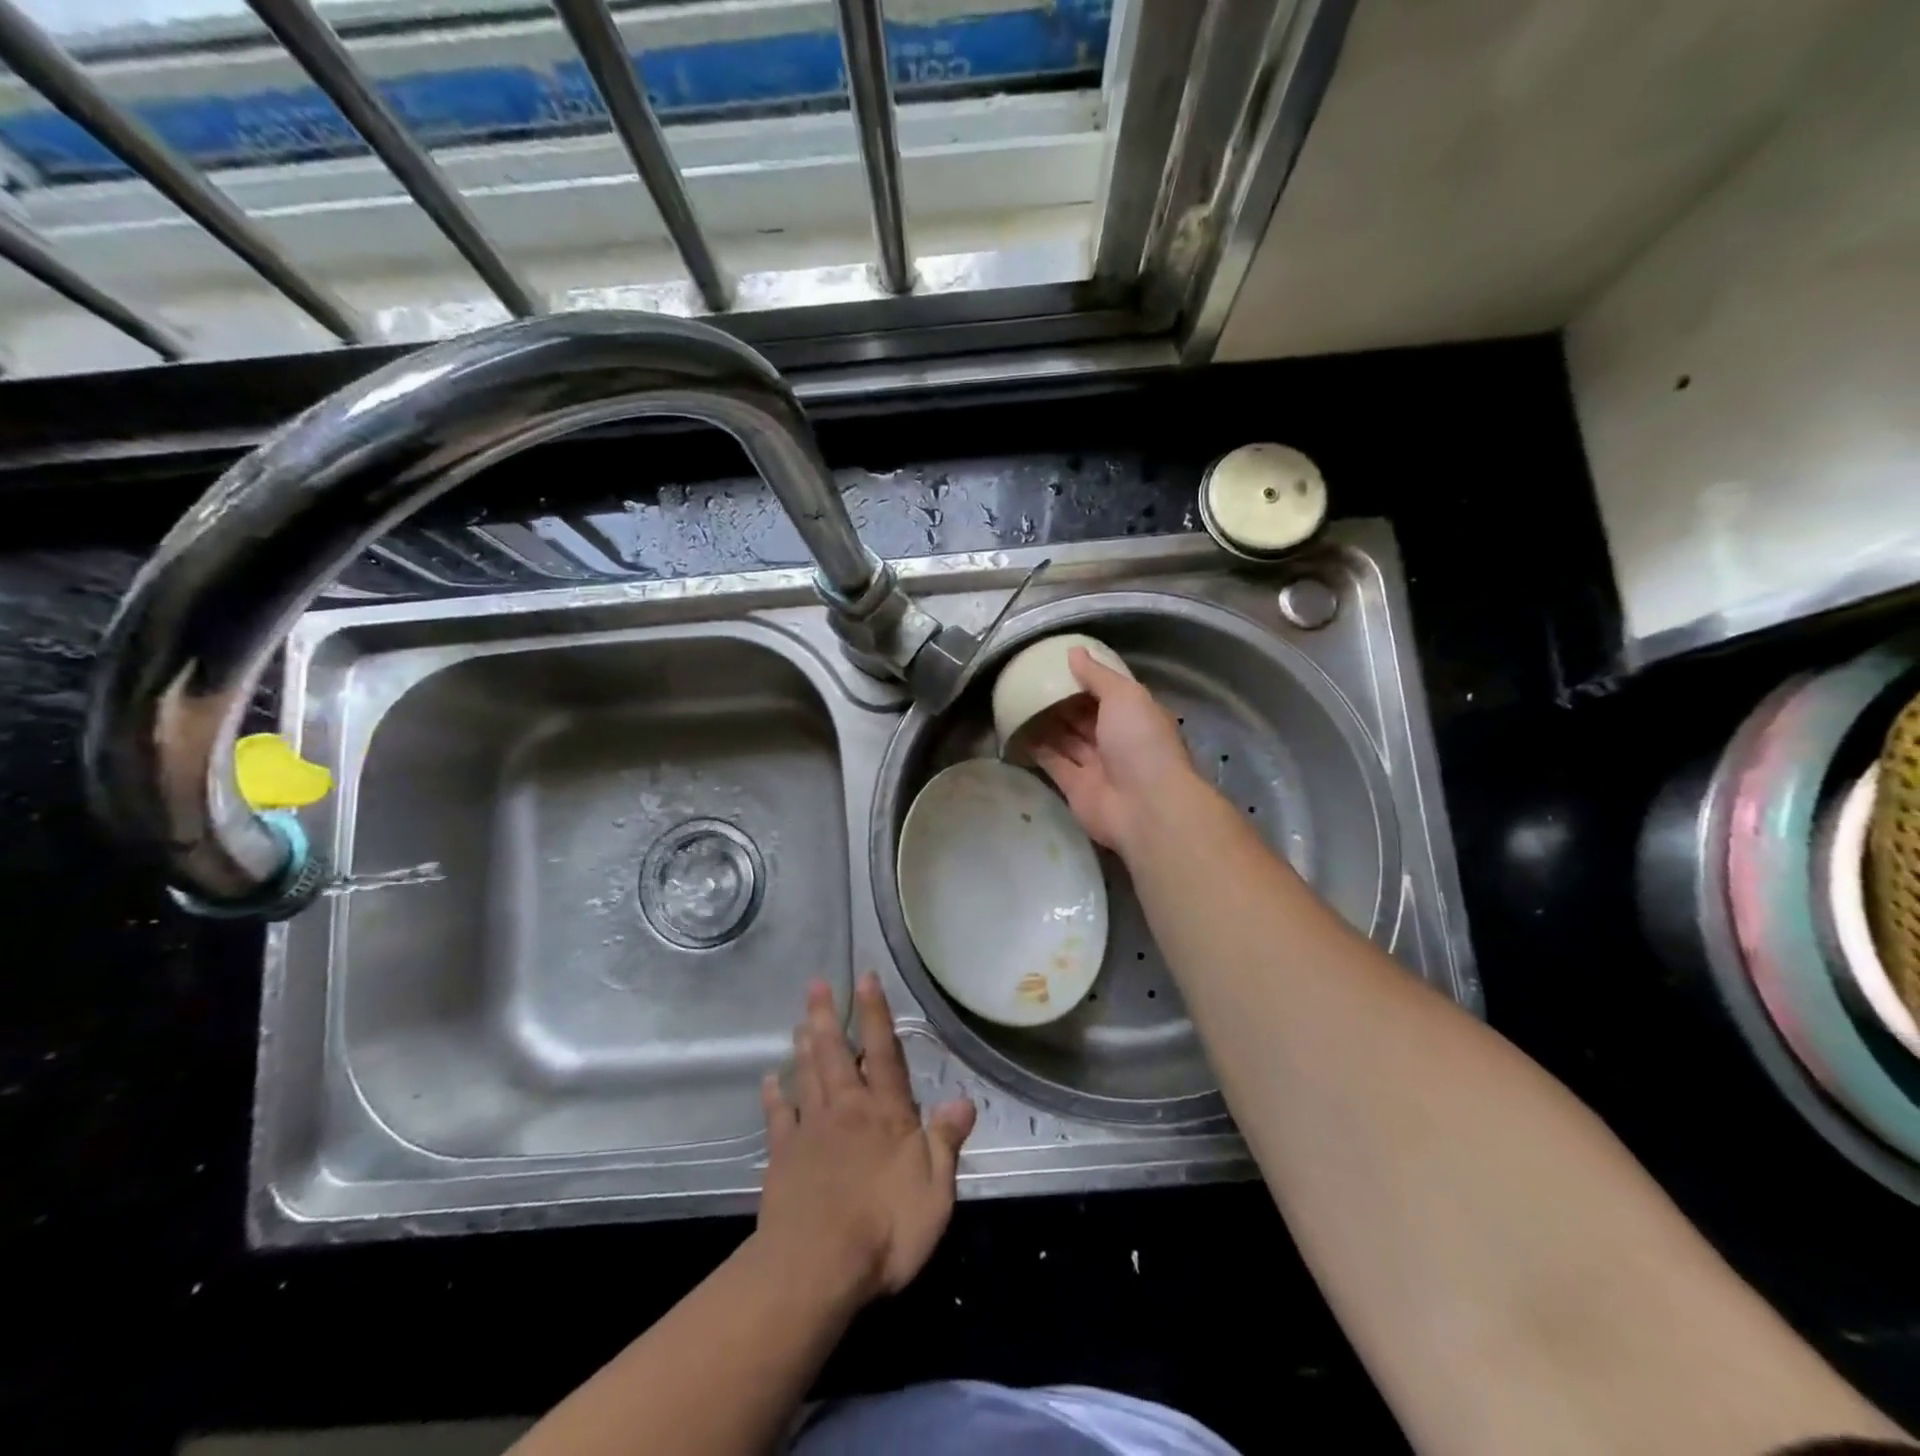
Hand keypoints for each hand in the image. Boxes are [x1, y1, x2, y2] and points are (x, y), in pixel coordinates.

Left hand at [757, 976, 976, 1304]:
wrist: (816, 1268)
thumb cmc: (885, 1230)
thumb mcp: (934, 1191)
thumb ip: (946, 1142)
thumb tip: (964, 1100)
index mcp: (885, 1114)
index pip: (883, 1053)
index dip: (876, 1014)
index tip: (865, 978)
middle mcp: (847, 1110)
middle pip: (836, 1054)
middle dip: (828, 1016)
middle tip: (816, 984)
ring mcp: (811, 1131)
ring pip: (808, 1076)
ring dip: (804, 1046)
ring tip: (800, 1020)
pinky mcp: (783, 1158)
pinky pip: (778, 1118)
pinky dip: (774, 1096)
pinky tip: (770, 1080)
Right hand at [1027, 646, 1196, 851]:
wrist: (1145, 807)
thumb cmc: (1140, 742)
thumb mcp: (1124, 696)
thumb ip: (1098, 675)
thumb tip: (1074, 652)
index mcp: (1136, 716)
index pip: (1109, 693)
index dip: (1086, 680)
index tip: (1058, 666)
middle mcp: (1117, 740)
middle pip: (1085, 717)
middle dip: (1062, 701)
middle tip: (1031, 682)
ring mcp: (1097, 766)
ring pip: (1067, 740)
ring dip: (1046, 723)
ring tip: (1018, 702)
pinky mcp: (1075, 788)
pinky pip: (1053, 763)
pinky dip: (1037, 749)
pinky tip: (1016, 731)